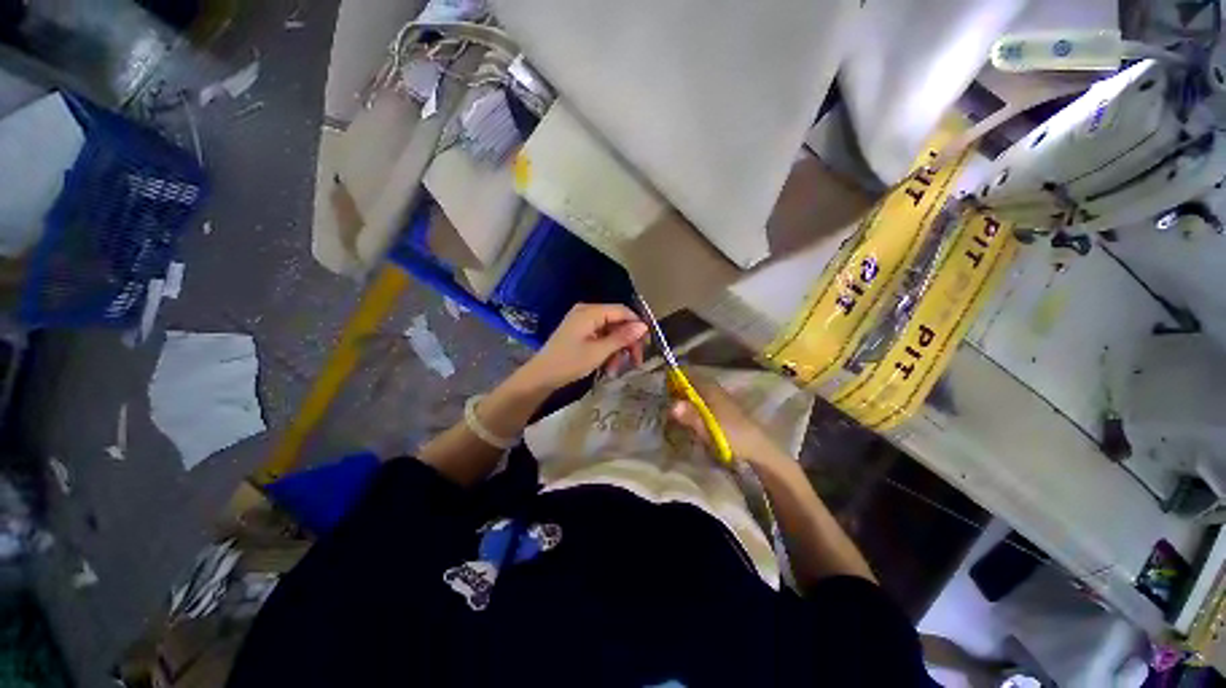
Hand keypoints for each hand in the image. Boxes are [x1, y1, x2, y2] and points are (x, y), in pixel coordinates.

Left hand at [518, 303, 646, 390]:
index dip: (637, 325)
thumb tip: (643, 326)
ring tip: (615, 370)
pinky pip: (601, 338)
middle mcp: (587, 312)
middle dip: (627, 342)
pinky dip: (607, 351)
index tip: (647, 344)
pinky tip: (607, 368)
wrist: (540, 377)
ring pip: (611, 332)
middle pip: (617, 322)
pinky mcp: (580, 333)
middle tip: (636, 361)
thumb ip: (622, 337)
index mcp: (590, 311)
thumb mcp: (598, 352)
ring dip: (617, 351)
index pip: (622, 311)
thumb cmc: (569, 363)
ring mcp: (583, 323)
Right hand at [667, 375, 778, 462]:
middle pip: (692, 383)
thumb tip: (671, 405)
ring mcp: (719, 400)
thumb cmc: (732, 435)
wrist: (758, 450)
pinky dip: (692, 405)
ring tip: (670, 407)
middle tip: (661, 396)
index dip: (675, 375)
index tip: (660, 381)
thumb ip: (690, 415)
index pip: (689, 374)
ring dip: (684, 397)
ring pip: (697, 393)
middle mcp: (714, 390)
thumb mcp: (709, 427)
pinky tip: (687, 416)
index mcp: (711, 389)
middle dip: (677, 387)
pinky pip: (702, 402)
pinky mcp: (722, 411)